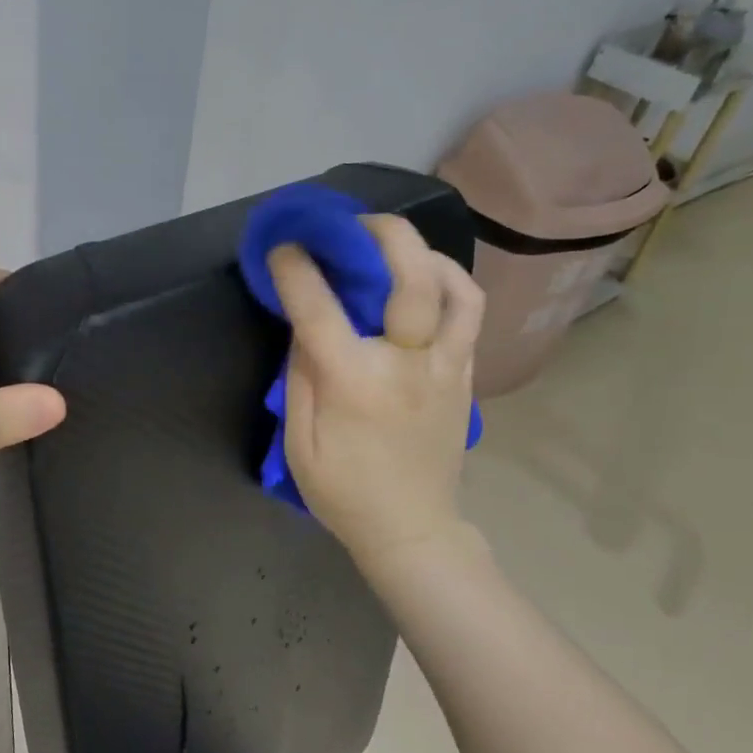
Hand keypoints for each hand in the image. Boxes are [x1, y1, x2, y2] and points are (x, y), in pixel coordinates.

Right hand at [267, 215, 484, 571]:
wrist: (412, 528)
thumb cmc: (343, 492)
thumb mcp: (299, 443)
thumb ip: (300, 378)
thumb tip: (304, 326)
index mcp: (354, 383)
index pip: (319, 308)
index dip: (297, 270)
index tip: (283, 248)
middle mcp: (407, 364)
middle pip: (410, 278)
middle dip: (382, 234)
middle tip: (355, 223)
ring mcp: (446, 368)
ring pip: (455, 288)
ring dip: (425, 253)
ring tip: (396, 247)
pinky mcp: (466, 376)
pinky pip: (469, 314)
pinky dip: (449, 284)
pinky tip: (425, 280)